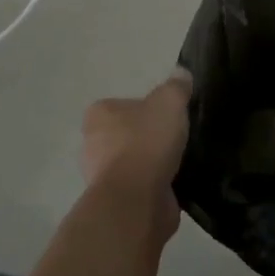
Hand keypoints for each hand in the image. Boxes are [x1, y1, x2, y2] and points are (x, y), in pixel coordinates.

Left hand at [81, 70, 192, 243]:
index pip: (121, 105)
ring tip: (179, 160)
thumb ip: (176, 86)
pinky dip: (154, 185)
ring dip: (151, 163)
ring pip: (131, 162)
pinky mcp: (116, 202)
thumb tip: (181, 72)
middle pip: (125, 134)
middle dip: (146, 137)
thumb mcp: (169, 102)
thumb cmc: (147, 141)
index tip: (165, 116)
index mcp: (99, 115)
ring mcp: (102, 176)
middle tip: (174, 137)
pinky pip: (139, 187)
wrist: (136, 200)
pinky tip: (175, 182)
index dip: (144, 108)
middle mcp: (92, 144)